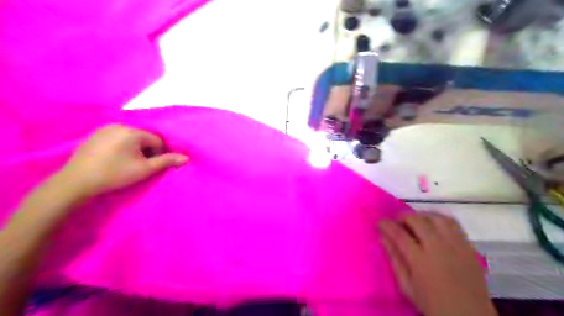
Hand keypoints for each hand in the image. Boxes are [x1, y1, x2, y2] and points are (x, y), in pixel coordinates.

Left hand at [59, 125, 187, 198]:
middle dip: (146, 151)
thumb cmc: (115, 174)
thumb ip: (167, 161)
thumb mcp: (145, 169)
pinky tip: (114, 159)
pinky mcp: (94, 134)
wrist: (77, 182)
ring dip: (135, 149)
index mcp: (133, 132)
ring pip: (131, 138)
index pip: (157, 141)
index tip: (150, 167)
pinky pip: (117, 138)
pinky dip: (121, 146)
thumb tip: (187, 158)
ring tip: (127, 163)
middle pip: (144, 138)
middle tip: (139, 166)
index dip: (158, 155)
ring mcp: (105, 128)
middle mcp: (120, 125)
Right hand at [379, 212, 497, 315]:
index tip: (379, 222)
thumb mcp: (406, 286)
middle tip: (396, 222)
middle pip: (417, 221)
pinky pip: (453, 223)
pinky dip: (439, 218)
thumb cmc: (432, 303)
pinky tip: (433, 223)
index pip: (399, 234)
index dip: (386, 225)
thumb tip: (382, 238)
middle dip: (402, 217)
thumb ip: (394, 259)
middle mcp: (438, 248)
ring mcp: (455, 245)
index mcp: (420, 261)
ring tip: (414, 221)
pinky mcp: (468, 246)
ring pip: (435, 218)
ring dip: (421, 215)